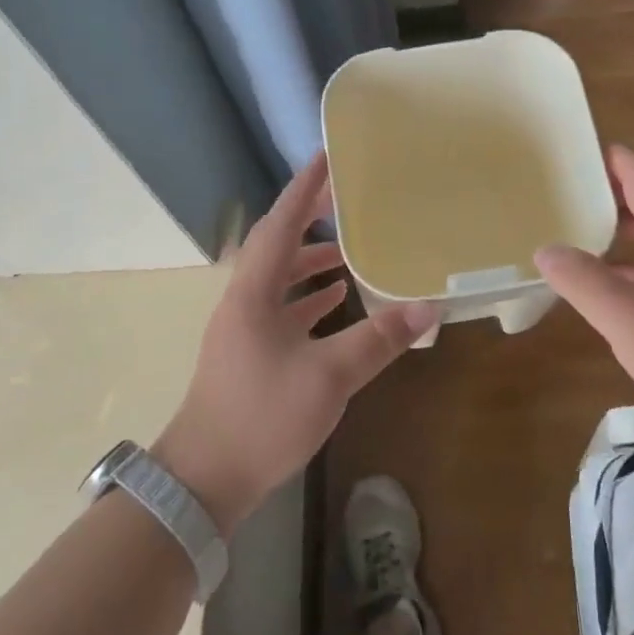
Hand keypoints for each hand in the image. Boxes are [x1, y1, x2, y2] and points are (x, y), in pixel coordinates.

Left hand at [154, 152, 436, 532]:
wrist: (206, 477)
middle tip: (347, 199)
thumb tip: (427, 309)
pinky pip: (282, 308)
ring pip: (279, 278)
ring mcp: (244, 327)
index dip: (304, 189)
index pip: (281, 224)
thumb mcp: (328, 377)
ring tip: (349, 251)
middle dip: (309, 218)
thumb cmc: (262, 417)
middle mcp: (244, 300)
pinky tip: (335, 301)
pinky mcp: (250, 352)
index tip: (327, 157)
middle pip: (277, 244)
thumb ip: (377, 340)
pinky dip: (308, 297)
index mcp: (254, 292)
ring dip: (311, 260)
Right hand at [535, 144, 633, 436]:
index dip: (611, 158)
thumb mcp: (624, 317)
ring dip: (621, 218)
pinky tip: (604, 277)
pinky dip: (628, 252)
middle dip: (614, 183)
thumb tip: (545, 250)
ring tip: (578, 223)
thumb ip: (582, 280)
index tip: (573, 151)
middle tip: (570, 185)